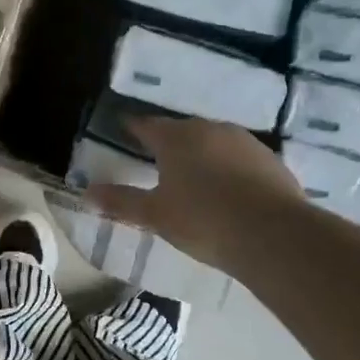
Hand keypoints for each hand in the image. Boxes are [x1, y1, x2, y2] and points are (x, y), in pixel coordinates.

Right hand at [86, 117, 303, 273]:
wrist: (272, 234)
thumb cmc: (203, 220)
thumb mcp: (155, 215)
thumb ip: (121, 202)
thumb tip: (87, 193)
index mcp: (176, 138)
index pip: (147, 125)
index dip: (134, 128)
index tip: (125, 129)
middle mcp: (210, 129)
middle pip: (183, 131)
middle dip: (170, 142)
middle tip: (158, 159)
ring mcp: (245, 142)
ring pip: (215, 142)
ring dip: (202, 154)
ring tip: (195, 176)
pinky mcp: (270, 160)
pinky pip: (240, 159)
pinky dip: (230, 169)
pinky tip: (230, 191)